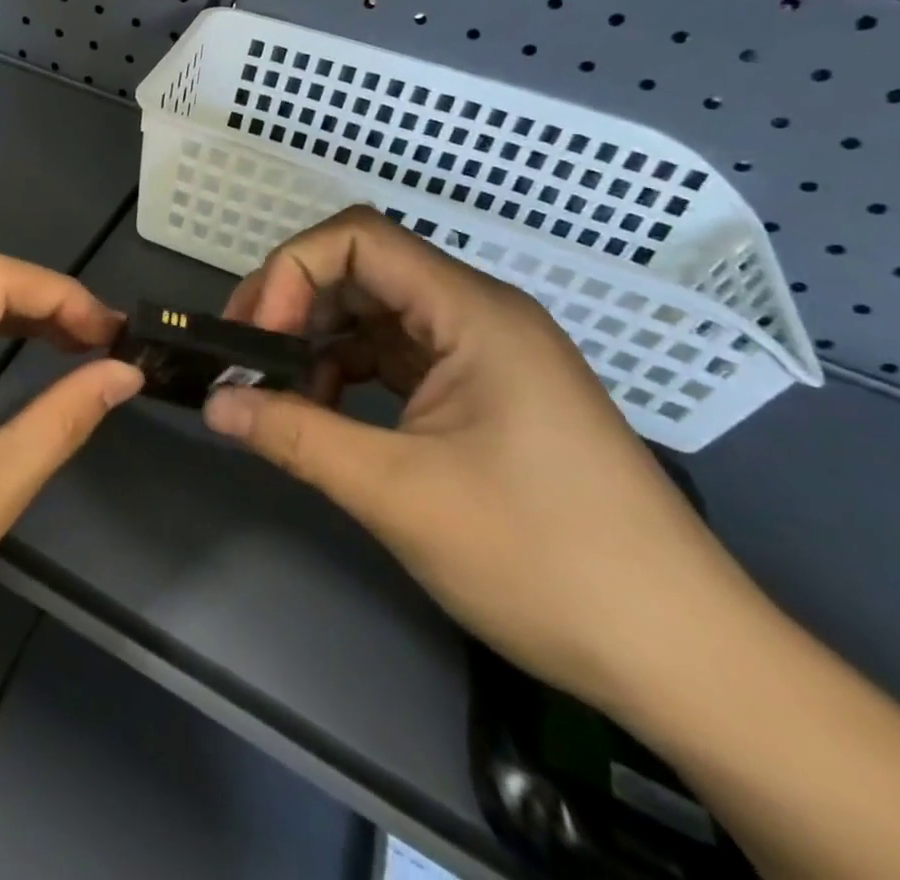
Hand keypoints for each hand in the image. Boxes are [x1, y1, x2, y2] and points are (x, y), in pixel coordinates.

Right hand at [201, 206, 757, 711]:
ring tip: (273, 392)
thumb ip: (295, 437)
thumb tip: (213, 405)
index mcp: (473, 313)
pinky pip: (396, 357)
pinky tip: (321, 413)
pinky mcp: (483, 393)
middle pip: (362, 270)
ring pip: (375, 314)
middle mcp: (479, 315)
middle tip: (242, 358)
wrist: (685, 660)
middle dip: (292, 304)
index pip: (357, 240)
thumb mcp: (400, 495)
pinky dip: (347, 373)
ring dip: (316, 341)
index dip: (291, 273)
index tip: (257, 338)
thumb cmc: (545, 560)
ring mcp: (483, 354)